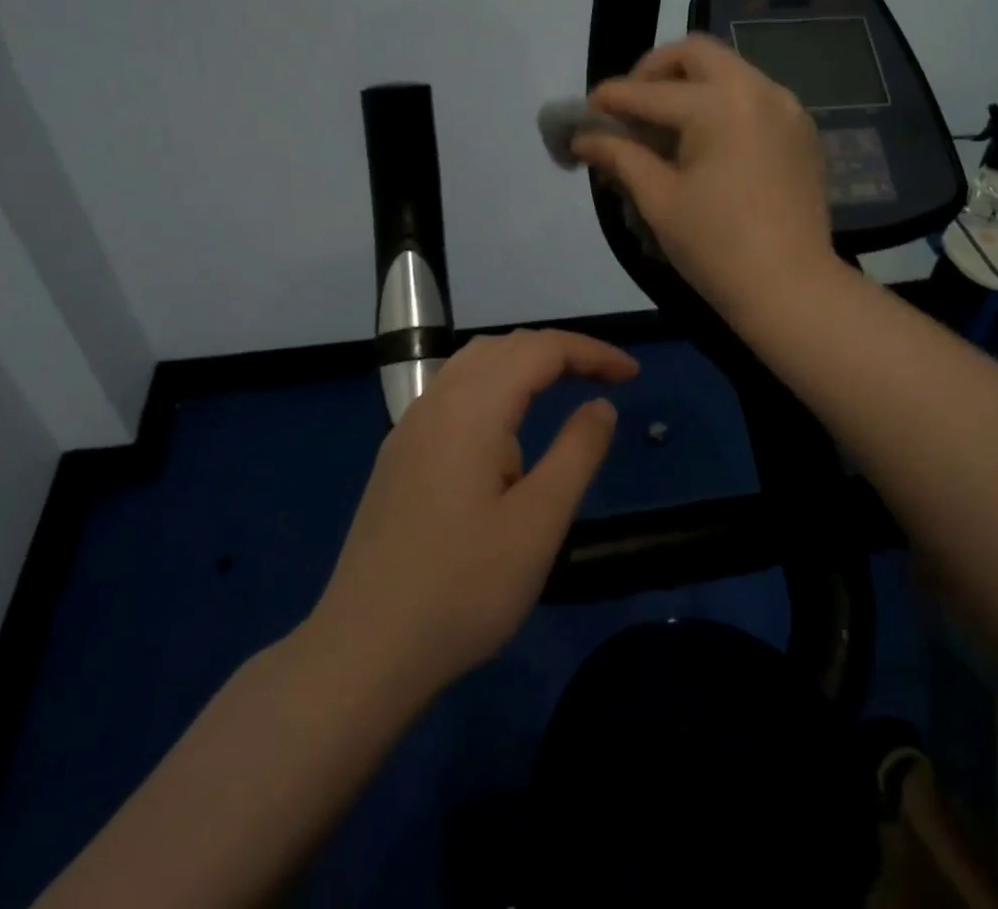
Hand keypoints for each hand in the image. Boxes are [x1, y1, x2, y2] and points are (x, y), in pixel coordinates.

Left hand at [313, 329, 638, 695]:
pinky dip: (494, 383)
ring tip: (564, 386)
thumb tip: (601, 406)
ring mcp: (410, 427)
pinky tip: (505, 422)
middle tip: (606, 379)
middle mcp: (437, 401)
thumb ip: (577, 453)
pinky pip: (453, 390)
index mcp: (472, 408)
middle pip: (506, 346)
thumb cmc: (463, 588)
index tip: (632, 374)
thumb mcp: (539, 523)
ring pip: (474, 363)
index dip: (591, 352)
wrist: (365, 651)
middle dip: (561, 351)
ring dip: (524, 361)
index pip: (541, 349)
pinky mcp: (399, 454)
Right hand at [573, 34, 835, 312]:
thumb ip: (620, 157)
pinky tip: (707, 141)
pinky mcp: (802, 130)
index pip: (649, 92)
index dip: (610, 99)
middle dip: (655, 70)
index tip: (585, 111)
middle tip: (632, 105)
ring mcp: (787, 107)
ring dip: (691, 84)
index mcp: (718, 105)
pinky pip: (754, 96)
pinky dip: (723, 103)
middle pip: (695, 53)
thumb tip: (582, 138)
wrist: (792, 288)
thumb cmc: (717, 247)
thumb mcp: (659, 200)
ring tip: (666, 125)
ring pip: (729, 70)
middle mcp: (757, 90)